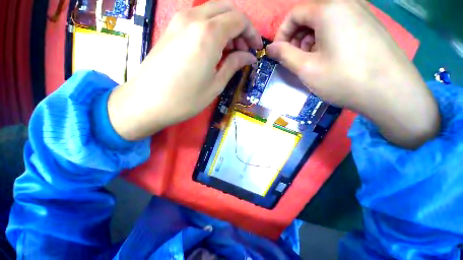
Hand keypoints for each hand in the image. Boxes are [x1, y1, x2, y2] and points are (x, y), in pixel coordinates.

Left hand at [107, 0, 262, 139]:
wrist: (147, 102)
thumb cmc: (186, 99)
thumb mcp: (216, 85)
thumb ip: (233, 65)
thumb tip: (249, 57)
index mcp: (209, 34)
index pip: (239, 19)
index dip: (252, 33)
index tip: (256, 49)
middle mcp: (194, 19)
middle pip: (226, 10)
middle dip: (240, 28)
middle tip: (244, 50)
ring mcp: (179, 21)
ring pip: (212, 12)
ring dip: (226, 28)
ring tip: (230, 52)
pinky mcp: (171, 29)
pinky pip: (198, 20)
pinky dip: (212, 29)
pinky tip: (213, 49)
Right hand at [266, 0, 439, 148]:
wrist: (391, 93)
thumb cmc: (343, 79)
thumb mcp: (306, 68)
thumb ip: (284, 55)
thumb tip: (270, 48)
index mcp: (329, 8)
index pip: (294, 14)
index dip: (282, 34)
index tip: (279, 53)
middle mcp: (347, 2)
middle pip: (310, 15)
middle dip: (296, 38)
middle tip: (296, 60)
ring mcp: (362, 12)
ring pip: (324, 21)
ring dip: (310, 40)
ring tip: (312, 61)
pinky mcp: (370, 24)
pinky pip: (339, 25)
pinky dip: (326, 39)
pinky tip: (329, 57)